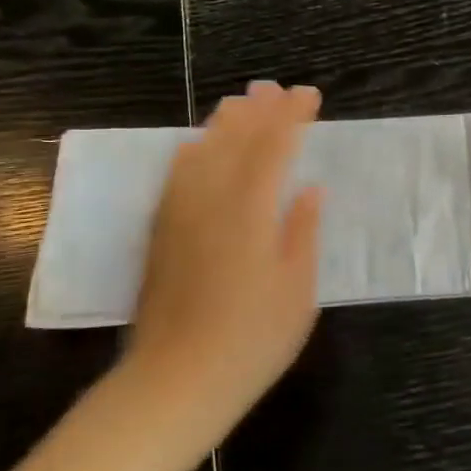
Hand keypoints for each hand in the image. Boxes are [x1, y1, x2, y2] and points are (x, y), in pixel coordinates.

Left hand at [122, 81, 324, 427]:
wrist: (175, 382)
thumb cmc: (252, 341)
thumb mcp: (297, 291)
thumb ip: (303, 232)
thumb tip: (309, 190)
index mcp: (250, 212)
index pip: (273, 148)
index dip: (292, 117)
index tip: (309, 95)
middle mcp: (209, 201)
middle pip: (234, 141)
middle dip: (258, 110)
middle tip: (276, 88)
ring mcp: (179, 215)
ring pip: (201, 151)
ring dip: (224, 123)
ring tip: (241, 102)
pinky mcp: (161, 232)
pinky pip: (176, 175)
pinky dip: (193, 150)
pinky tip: (198, 145)